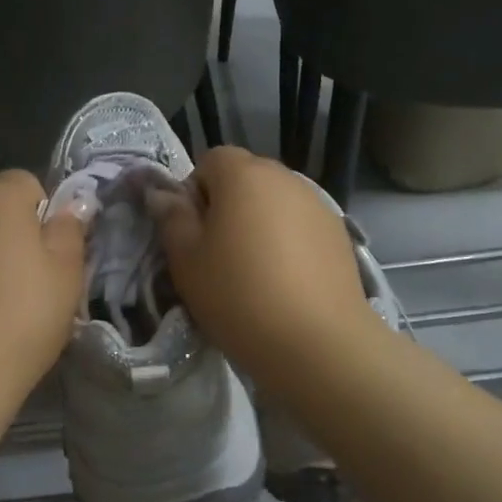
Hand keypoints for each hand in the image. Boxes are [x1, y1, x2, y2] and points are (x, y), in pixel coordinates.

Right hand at [151, 147, 380, 394]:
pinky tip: (286, 282)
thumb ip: (171, 217)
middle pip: (246, 178)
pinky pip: (301, 225)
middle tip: (218, 253)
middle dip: (228, 205)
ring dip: (260, 223)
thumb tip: (161, 193)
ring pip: (275, 202)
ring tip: (255, 271)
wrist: (317, 343)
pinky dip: (289, 242)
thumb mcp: (186, 260)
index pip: (210, 159)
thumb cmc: (238, 295)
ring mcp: (318, 204)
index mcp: (243, 174)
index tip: (193, 232)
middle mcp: (285, 177)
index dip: (195, 191)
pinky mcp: (339, 234)